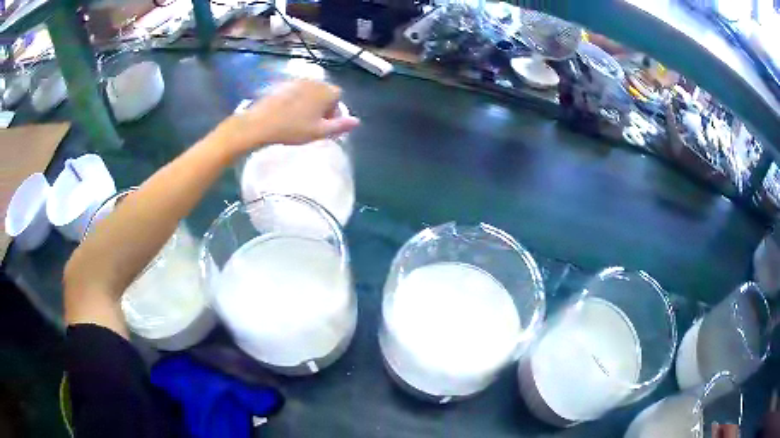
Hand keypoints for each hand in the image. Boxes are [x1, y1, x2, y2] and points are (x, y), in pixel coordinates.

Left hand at [217, 79, 359, 153]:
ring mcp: (297, 81)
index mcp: (326, 91)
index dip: (334, 112)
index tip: (324, 125)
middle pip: (325, 92)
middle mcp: (314, 81)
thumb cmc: (293, 129)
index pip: (338, 98)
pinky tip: (287, 113)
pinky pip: (296, 91)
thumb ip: (340, 125)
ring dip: (309, 102)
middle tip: (312, 123)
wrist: (260, 123)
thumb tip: (357, 121)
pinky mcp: (283, 84)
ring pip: (310, 91)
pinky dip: (296, 100)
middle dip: (322, 106)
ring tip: (299, 119)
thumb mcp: (319, 132)